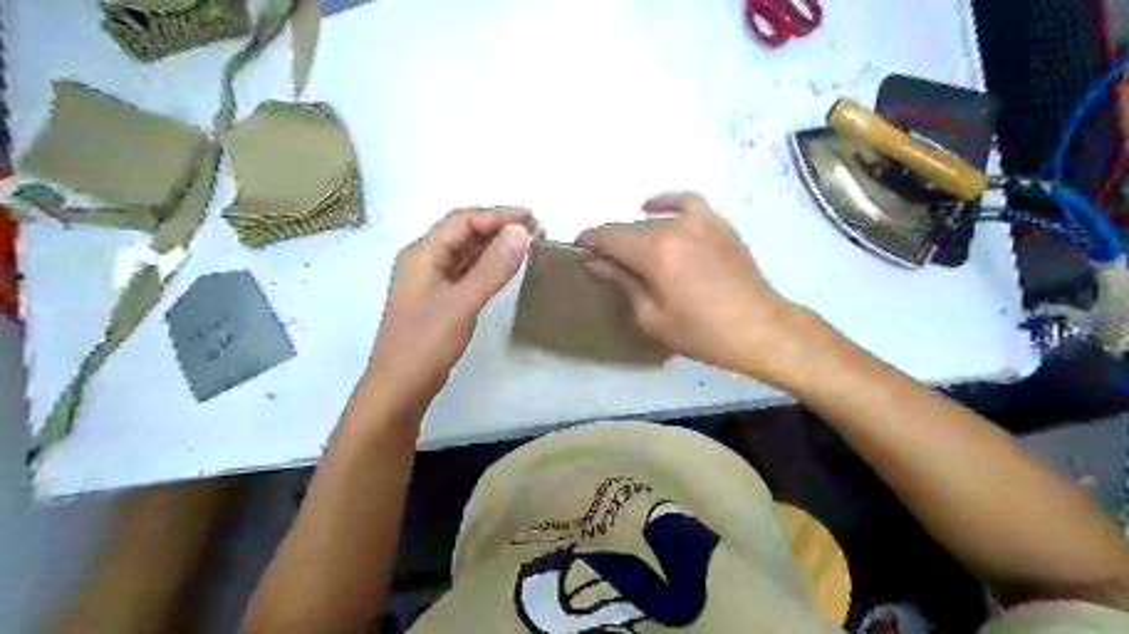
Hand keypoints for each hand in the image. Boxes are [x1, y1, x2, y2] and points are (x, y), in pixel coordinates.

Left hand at [367, 207, 535, 405]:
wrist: (400, 387)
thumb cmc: (425, 343)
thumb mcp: (462, 303)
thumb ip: (493, 268)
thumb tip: (521, 232)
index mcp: (422, 253)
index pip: (463, 220)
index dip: (498, 215)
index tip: (532, 218)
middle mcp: (424, 261)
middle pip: (463, 233)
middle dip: (498, 227)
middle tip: (536, 230)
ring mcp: (430, 281)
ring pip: (465, 253)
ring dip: (494, 246)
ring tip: (527, 245)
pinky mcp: (438, 300)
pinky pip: (465, 272)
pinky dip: (487, 266)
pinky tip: (506, 268)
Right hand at [577, 191, 815, 383]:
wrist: (759, 329)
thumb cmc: (701, 333)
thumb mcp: (651, 316)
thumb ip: (621, 282)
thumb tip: (594, 262)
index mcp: (655, 253)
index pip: (610, 236)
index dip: (589, 240)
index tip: (577, 249)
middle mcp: (675, 228)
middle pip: (630, 228)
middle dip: (611, 242)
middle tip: (603, 262)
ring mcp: (700, 221)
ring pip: (655, 220)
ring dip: (636, 232)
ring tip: (630, 250)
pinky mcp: (718, 224)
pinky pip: (687, 202)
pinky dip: (666, 202)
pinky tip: (653, 207)